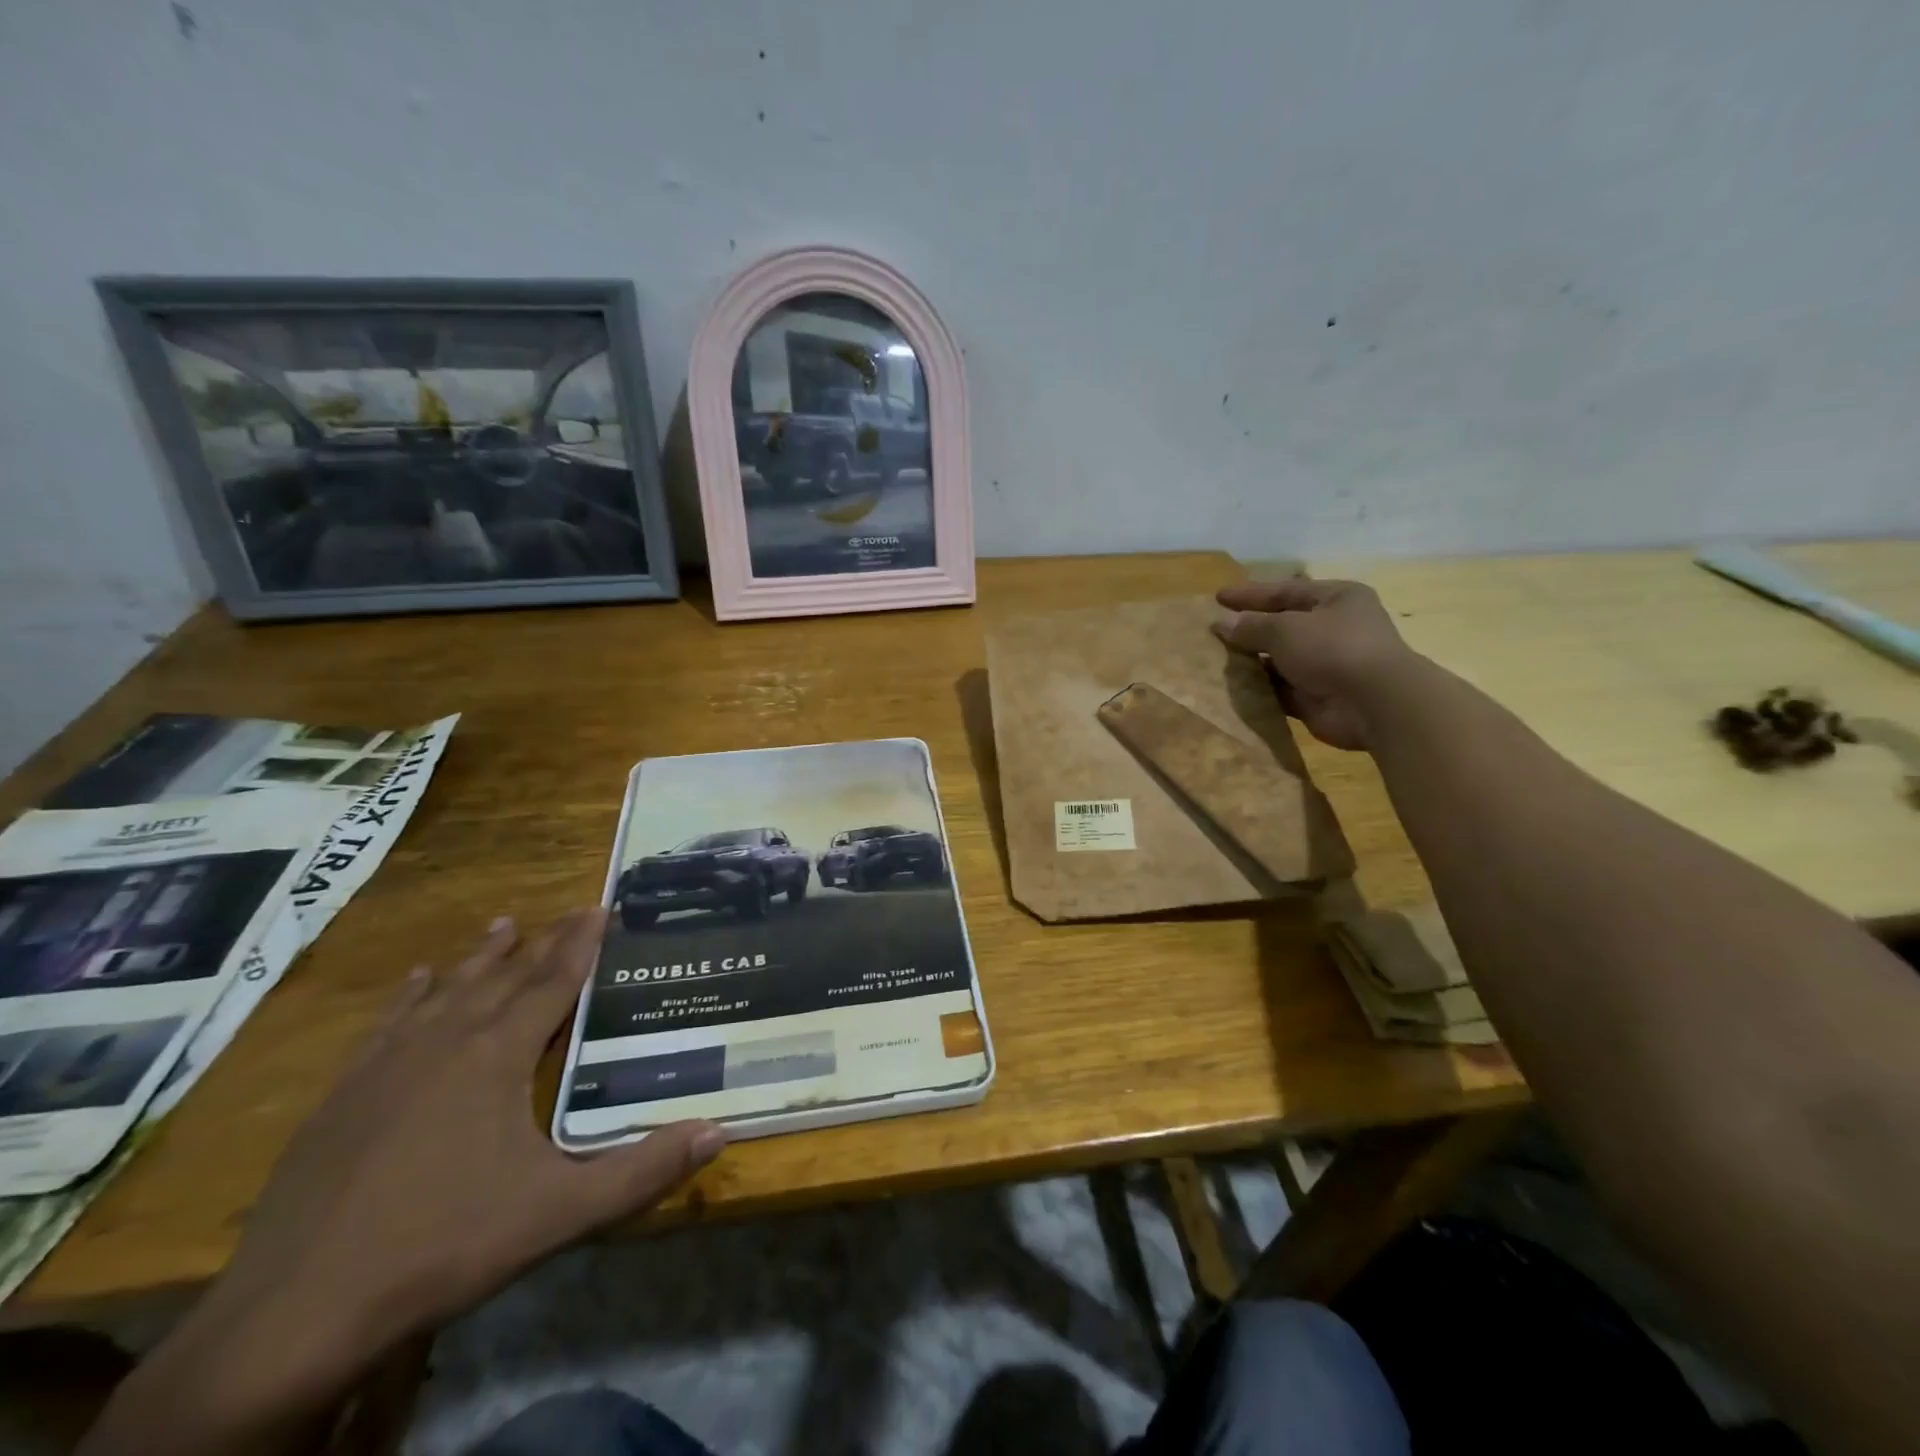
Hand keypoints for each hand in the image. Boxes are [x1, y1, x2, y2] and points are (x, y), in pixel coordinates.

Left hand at [89, 910, 722, 1451]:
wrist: (294, 1314)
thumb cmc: (443, 1246)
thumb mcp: (559, 1212)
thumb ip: (642, 1171)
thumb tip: (719, 1132)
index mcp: (496, 1057)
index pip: (551, 983)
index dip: (581, 943)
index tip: (601, 906)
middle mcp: (444, 1043)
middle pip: (502, 977)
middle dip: (541, 943)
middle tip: (568, 912)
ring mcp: (385, 1066)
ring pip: (443, 991)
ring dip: (479, 958)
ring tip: (502, 925)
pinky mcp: (341, 1096)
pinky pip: (386, 1025)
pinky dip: (409, 997)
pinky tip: (415, 983)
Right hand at [1214, 577, 1414, 750]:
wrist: (1373, 704)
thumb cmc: (1332, 649)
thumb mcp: (1285, 629)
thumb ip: (1251, 626)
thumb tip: (1221, 624)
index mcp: (1336, 599)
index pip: (1285, 591)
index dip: (1250, 594)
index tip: (1218, 597)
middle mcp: (1334, 629)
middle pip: (1283, 626)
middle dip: (1250, 629)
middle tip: (1214, 632)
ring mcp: (1327, 665)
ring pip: (1280, 660)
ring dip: (1252, 662)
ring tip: (1215, 661)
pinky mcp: (1318, 697)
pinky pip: (1281, 689)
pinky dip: (1260, 690)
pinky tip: (1233, 689)